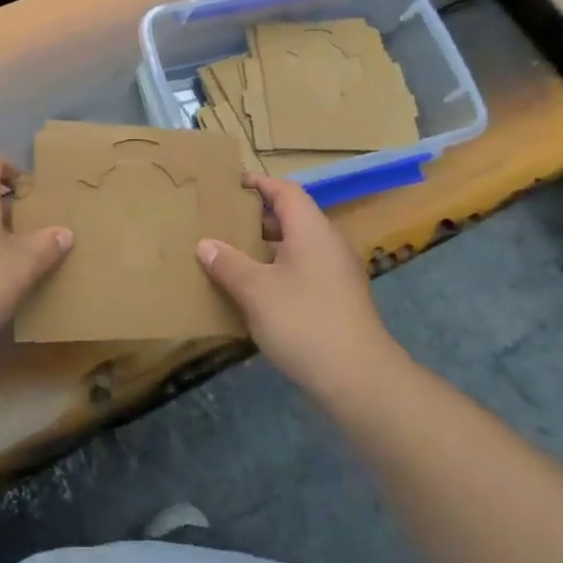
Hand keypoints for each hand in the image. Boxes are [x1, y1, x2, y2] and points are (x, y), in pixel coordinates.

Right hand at [195, 174, 404, 396]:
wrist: (357, 378)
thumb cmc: (303, 321)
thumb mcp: (255, 290)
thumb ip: (228, 263)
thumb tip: (205, 244)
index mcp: (312, 230)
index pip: (286, 191)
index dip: (259, 184)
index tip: (230, 185)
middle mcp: (328, 245)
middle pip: (292, 217)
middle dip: (257, 217)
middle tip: (222, 220)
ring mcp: (336, 274)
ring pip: (297, 246)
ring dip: (266, 247)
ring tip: (231, 254)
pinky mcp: (337, 300)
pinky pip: (303, 271)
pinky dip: (278, 270)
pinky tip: (254, 290)